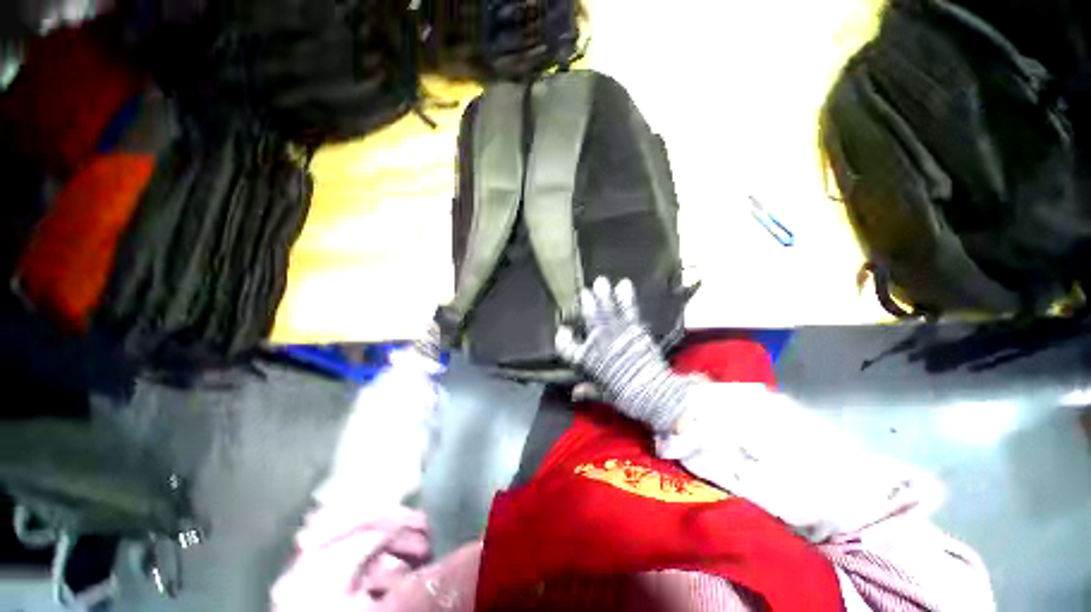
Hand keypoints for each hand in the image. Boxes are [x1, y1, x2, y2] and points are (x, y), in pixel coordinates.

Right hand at [555, 277, 692, 431]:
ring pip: (605, 310)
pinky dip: (625, 296)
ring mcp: (616, 333)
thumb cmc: (625, 397)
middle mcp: (598, 343)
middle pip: (587, 319)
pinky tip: (624, 283)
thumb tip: (574, 393)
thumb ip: (588, 391)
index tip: (563, 331)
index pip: (566, 346)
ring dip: (602, 294)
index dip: (562, 338)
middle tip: (584, 293)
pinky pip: (627, 309)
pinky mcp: (634, 328)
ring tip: (600, 281)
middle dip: (585, 304)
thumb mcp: (604, 395)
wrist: (653, 393)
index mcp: (587, 360)